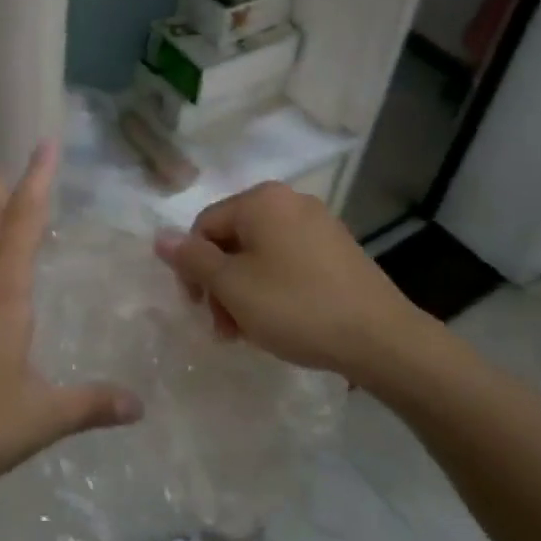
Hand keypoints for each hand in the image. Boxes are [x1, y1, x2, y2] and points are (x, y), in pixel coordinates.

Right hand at [153, 181, 435, 389]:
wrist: (382, 339)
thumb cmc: (296, 307)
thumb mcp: (233, 287)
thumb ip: (192, 260)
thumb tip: (159, 237)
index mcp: (261, 200)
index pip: (204, 226)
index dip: (193, 268)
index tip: (200, 309)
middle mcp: (290, 201)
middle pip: (233, 239)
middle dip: (221, 284)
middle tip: (225, 328)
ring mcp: (319, 224)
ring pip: (261, 253)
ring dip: (245, 291)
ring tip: (251, 332)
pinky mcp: (339, 249)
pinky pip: (290, 261)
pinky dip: (275, 287)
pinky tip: (283, 321)